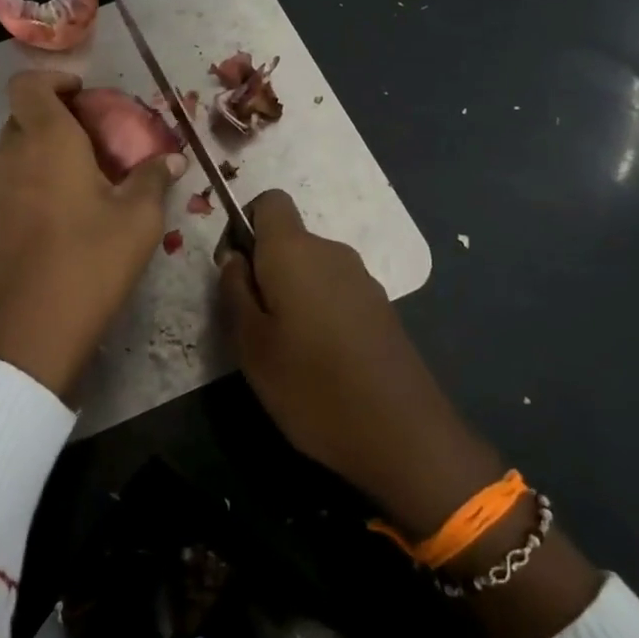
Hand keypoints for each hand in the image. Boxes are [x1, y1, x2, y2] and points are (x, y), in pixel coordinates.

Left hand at [0, 71, 184, 398]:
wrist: (29, 329)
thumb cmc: (89, 262)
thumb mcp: (137, 220)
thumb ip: (153, 179)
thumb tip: (172, 160)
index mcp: (46, 140)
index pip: (29, 84)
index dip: (53, 80)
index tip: (83, 96)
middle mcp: (9, 155)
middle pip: (22, 116)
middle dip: (53, 117)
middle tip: (92, 141)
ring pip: (12, 150)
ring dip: (40, 151)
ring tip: (78, 179)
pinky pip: (5, 181)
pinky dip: (28, 181)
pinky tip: (56, 214)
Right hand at [220, 190, 605, 637]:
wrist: (404, 436)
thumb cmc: (311, 385)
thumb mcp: (250, 343)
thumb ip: (235, 290)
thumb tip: (234, 258)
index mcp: (295, 250)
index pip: (268, 201)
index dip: (244, 224)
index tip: (234, 270)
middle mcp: (332, 252)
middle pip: (288, 238)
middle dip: (264, 268)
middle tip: (251, 323)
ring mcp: (363, 280)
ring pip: (311, 268)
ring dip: (291, 292)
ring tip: (284, 348)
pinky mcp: (381, 308)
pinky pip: (336, 290)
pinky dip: (318, 310)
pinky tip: (319, 358)